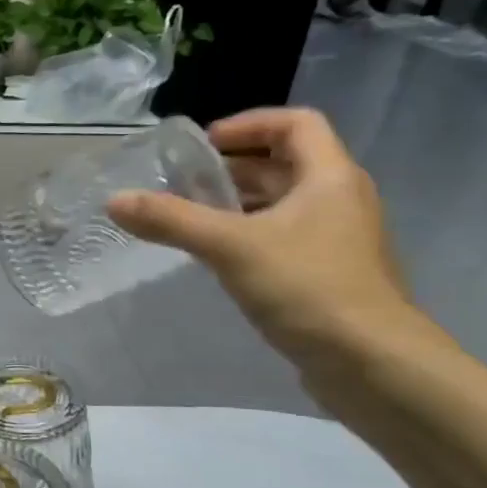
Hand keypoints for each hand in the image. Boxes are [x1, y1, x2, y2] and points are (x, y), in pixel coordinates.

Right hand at [107, 108, 419, 367]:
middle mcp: (339, 199)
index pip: (295, 123)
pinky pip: (284, 238)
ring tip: (190, 219)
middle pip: (284, 164)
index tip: (203, 145)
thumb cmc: (307, 288)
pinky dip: (249, 236)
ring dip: (238, 204)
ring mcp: (337, 239)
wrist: (372, 364)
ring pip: (282, 204)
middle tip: (182, 184)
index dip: (248, 124)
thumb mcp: (230, 247)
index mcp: (329, 177)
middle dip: (232, 169)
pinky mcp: (329, 274)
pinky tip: (217, 259)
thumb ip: (171, 220)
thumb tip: (115, 200)